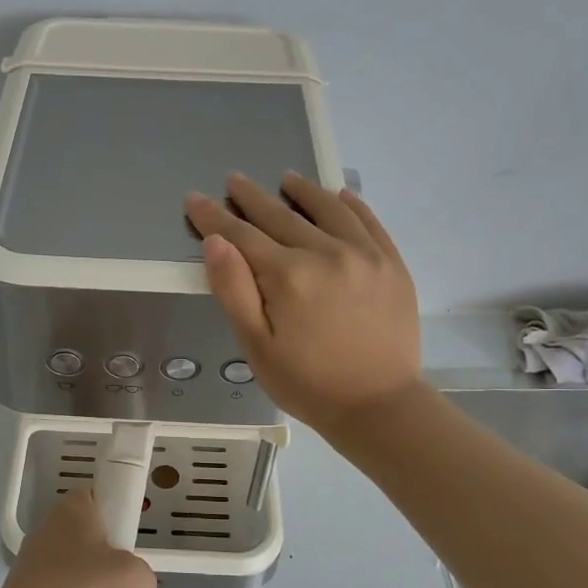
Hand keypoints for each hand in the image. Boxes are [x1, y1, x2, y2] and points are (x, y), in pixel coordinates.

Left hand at [0, 489, 156, 587]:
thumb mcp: (133, 576)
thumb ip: (143, 577)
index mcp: (72, 511)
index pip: (100, 499)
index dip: (120, 521)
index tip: (131, 548)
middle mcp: (51, 533)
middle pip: (97, 548)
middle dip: (118, 580)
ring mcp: (38, 568)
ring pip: (85, 583)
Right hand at [184, 171, 421, 434]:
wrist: (380, 407)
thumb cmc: (308, 384)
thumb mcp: (257, 347)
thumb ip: (234, 291)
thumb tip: (215, 242)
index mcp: (288, 276)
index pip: (242, 236)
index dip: (214, 217)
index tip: (194, 198)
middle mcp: (327, 253)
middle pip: (281, 216)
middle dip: (252, 198)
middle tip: (234, 179)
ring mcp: (365, 255)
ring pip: (328, 210)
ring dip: (303, 192)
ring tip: (287, 179)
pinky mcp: (392, 264)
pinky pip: (369, 222)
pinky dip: (351, 205)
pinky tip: (339, 196)